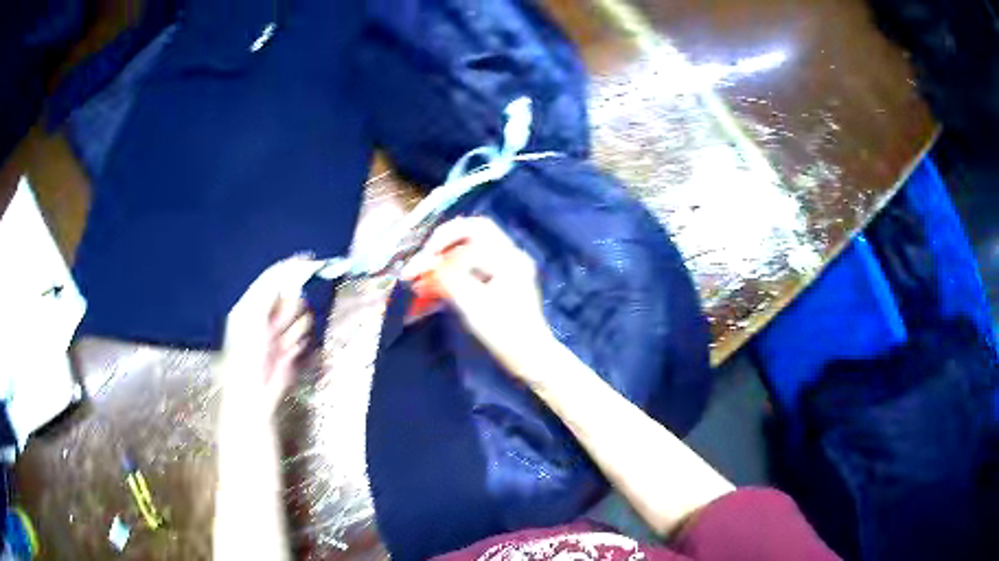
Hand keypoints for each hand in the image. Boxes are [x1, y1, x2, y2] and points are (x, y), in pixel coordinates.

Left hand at [217, 256, 319, 424]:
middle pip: (291, 296)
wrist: (253, 392)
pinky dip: (296, 343)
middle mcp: (267, 314)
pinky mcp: (293, 347)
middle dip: (289, 308)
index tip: (310, 260)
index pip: (273, 278)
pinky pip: (304, 335)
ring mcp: (281, 331)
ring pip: (301, 316)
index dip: (290, 268)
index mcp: (252, 303)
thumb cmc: (246, 353)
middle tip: (278, 324)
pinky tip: (285, 355)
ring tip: (279, 345)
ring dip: (292, 329)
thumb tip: (290, 269)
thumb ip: (270, 290)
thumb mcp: (254, 315)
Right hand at [402, 217, 552, 377]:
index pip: (470, 234)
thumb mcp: (472, 305)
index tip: (421, 264)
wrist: (530, 357)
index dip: (442, 245)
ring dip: (449, 253)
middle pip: (475, 231)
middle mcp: (511, 256)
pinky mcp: (504, 283)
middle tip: (426, 254)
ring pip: (474, 246)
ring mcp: (509, 268)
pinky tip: (441, 280)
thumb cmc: (505, 332)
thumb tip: (425, 264)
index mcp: (508, 257)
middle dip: (446, 239)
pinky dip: (457, 268)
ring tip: (428, 267)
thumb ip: (447, 279)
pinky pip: (477, 264)